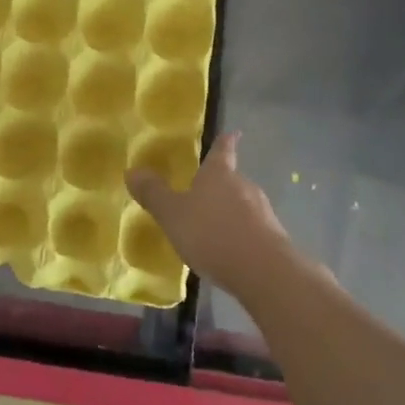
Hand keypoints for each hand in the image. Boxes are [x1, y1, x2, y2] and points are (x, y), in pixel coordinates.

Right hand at [126, 132, 294, 298]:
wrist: (262, 271)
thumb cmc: (212, 233)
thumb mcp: (172, 214)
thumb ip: (153, 194)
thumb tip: (131, 170)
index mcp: (219, 175)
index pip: (222, 151)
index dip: (225, 142)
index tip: (234, 133)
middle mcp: (244, 187)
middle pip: (232, 180)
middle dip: (219, 185)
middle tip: (203, 192)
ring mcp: (262, 213)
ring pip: (243, 205)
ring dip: (229, 212)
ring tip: (211, 226)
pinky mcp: (273, 239)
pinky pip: (251, 230)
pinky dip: (238, 235)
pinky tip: (227, 251)